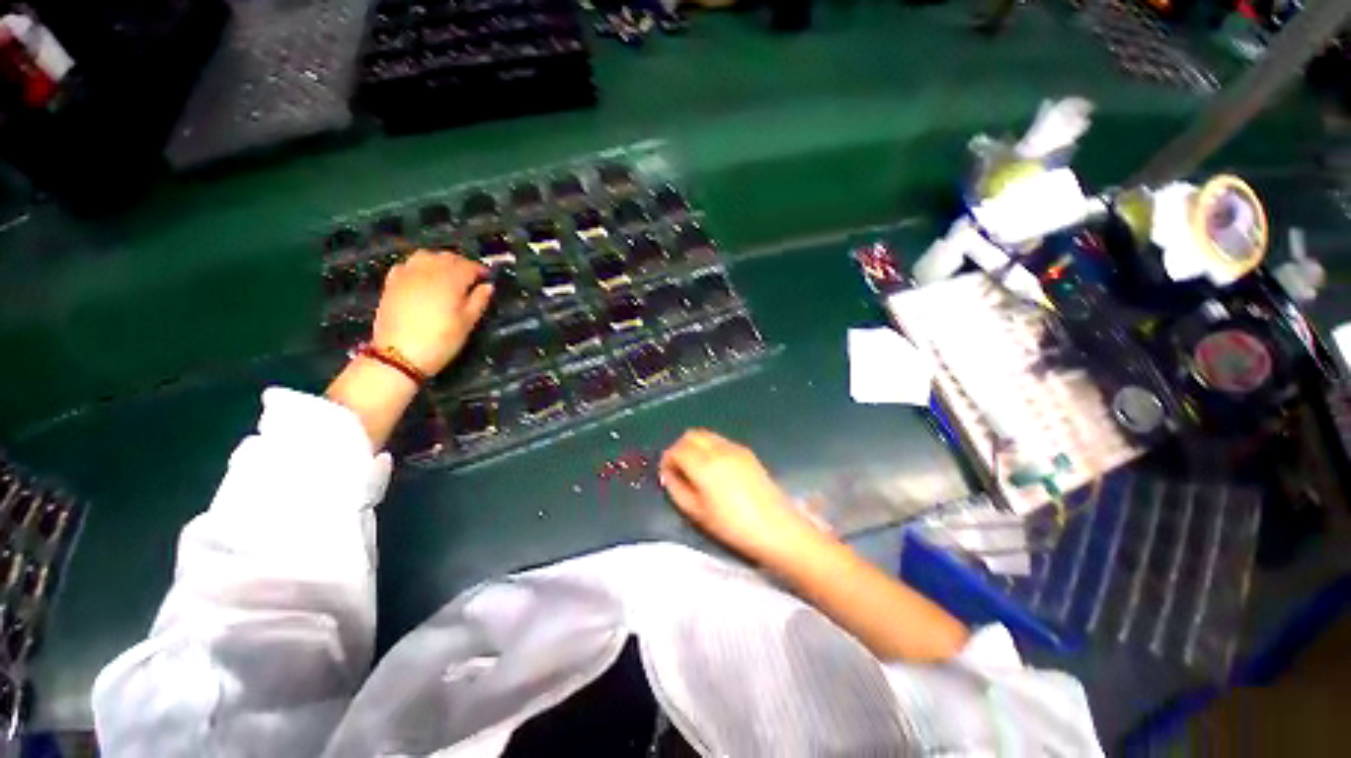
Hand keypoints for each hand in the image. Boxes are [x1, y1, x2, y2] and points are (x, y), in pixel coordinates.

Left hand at [372, 251, 491, 376]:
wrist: (399, 355)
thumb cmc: (441, 341)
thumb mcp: (467, 324)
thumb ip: (479, 301)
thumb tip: (488, 286)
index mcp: (450, 281)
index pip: (469, 266)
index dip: (481, 270)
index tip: (488, 277)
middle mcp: (428, 271)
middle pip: (447, 257)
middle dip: (462, 263)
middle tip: (471, 277)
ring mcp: (407, 274)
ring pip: (426, 255)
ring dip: (440, 261)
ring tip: (447, 274)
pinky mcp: (392, 282)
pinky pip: (408, 264)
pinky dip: (419, 266)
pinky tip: (423, 277)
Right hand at [660, 430, 815, 563]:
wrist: (777, 529)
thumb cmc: (733, 526)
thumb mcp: (697, 513)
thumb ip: (676, 489)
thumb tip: (668, 474)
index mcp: (704, 464)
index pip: (677, 449)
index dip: (668, 460)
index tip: (667, 475)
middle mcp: (719, 449)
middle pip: (691, 435)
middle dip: (680, 448)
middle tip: (679, 470)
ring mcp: (735, 448)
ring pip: (707, 435)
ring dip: (696, 446)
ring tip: (697, 470)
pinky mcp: (747, 452)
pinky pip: (721, 441)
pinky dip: (711, 448)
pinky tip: (716, 470)